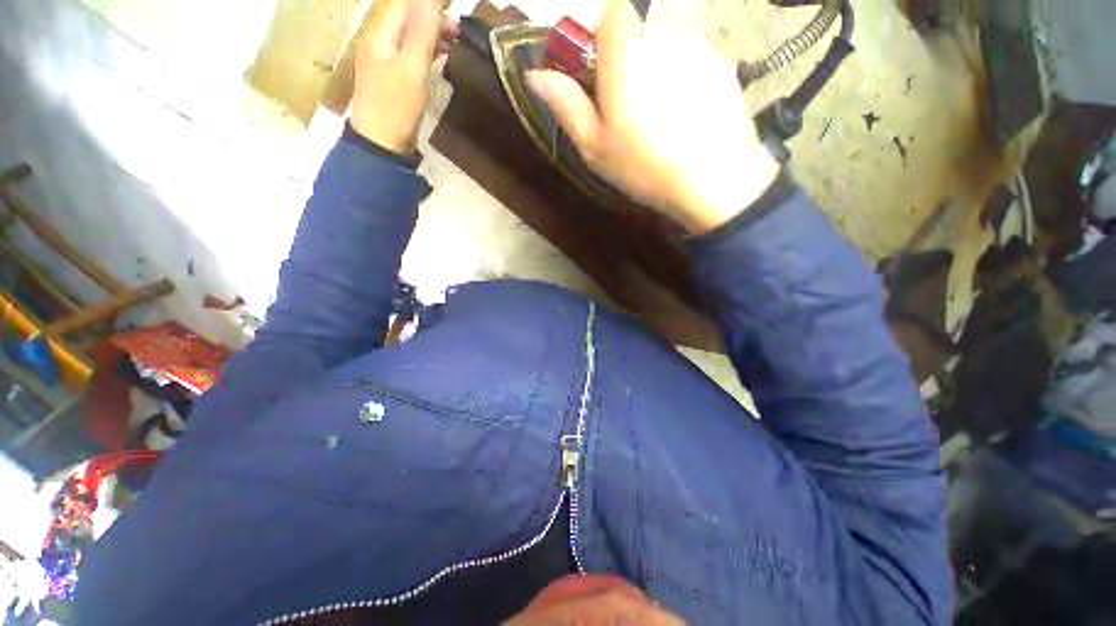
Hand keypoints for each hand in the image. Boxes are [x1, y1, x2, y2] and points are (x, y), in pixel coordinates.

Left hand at [350, 0, 457, 154]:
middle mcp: (380, 41)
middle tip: (459, 32)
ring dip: (431, 36)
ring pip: (409, 36)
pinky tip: (440, 59)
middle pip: (407, 18)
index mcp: (381, 34)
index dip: (429, 5)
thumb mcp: (413, 67)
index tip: (455, 15)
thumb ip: (422, 31)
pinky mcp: (392, 78)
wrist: (382, 144)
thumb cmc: (396, 107)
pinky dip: (426, 52)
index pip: (405, 4)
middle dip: (433, 19)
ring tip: (454, 44)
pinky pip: (410, 54)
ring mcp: (384, 60)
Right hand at [527, 0, 779, 233]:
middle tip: (625, 113)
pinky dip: (680, 81)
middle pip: (636, 34)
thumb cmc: (644, 166)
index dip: (599, 39)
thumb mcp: (594, 146)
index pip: (609, 12)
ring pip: (663, 48)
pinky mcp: (721, 65)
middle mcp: (663, 36)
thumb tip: (535, 75)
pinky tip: (682, 119)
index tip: (597, 76)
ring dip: (653, 73)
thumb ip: (566, 105)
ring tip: (657, 122)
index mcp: (626, 52)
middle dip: (624, 63)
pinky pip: (689, 62)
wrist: (712, 182)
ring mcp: (697, 48)